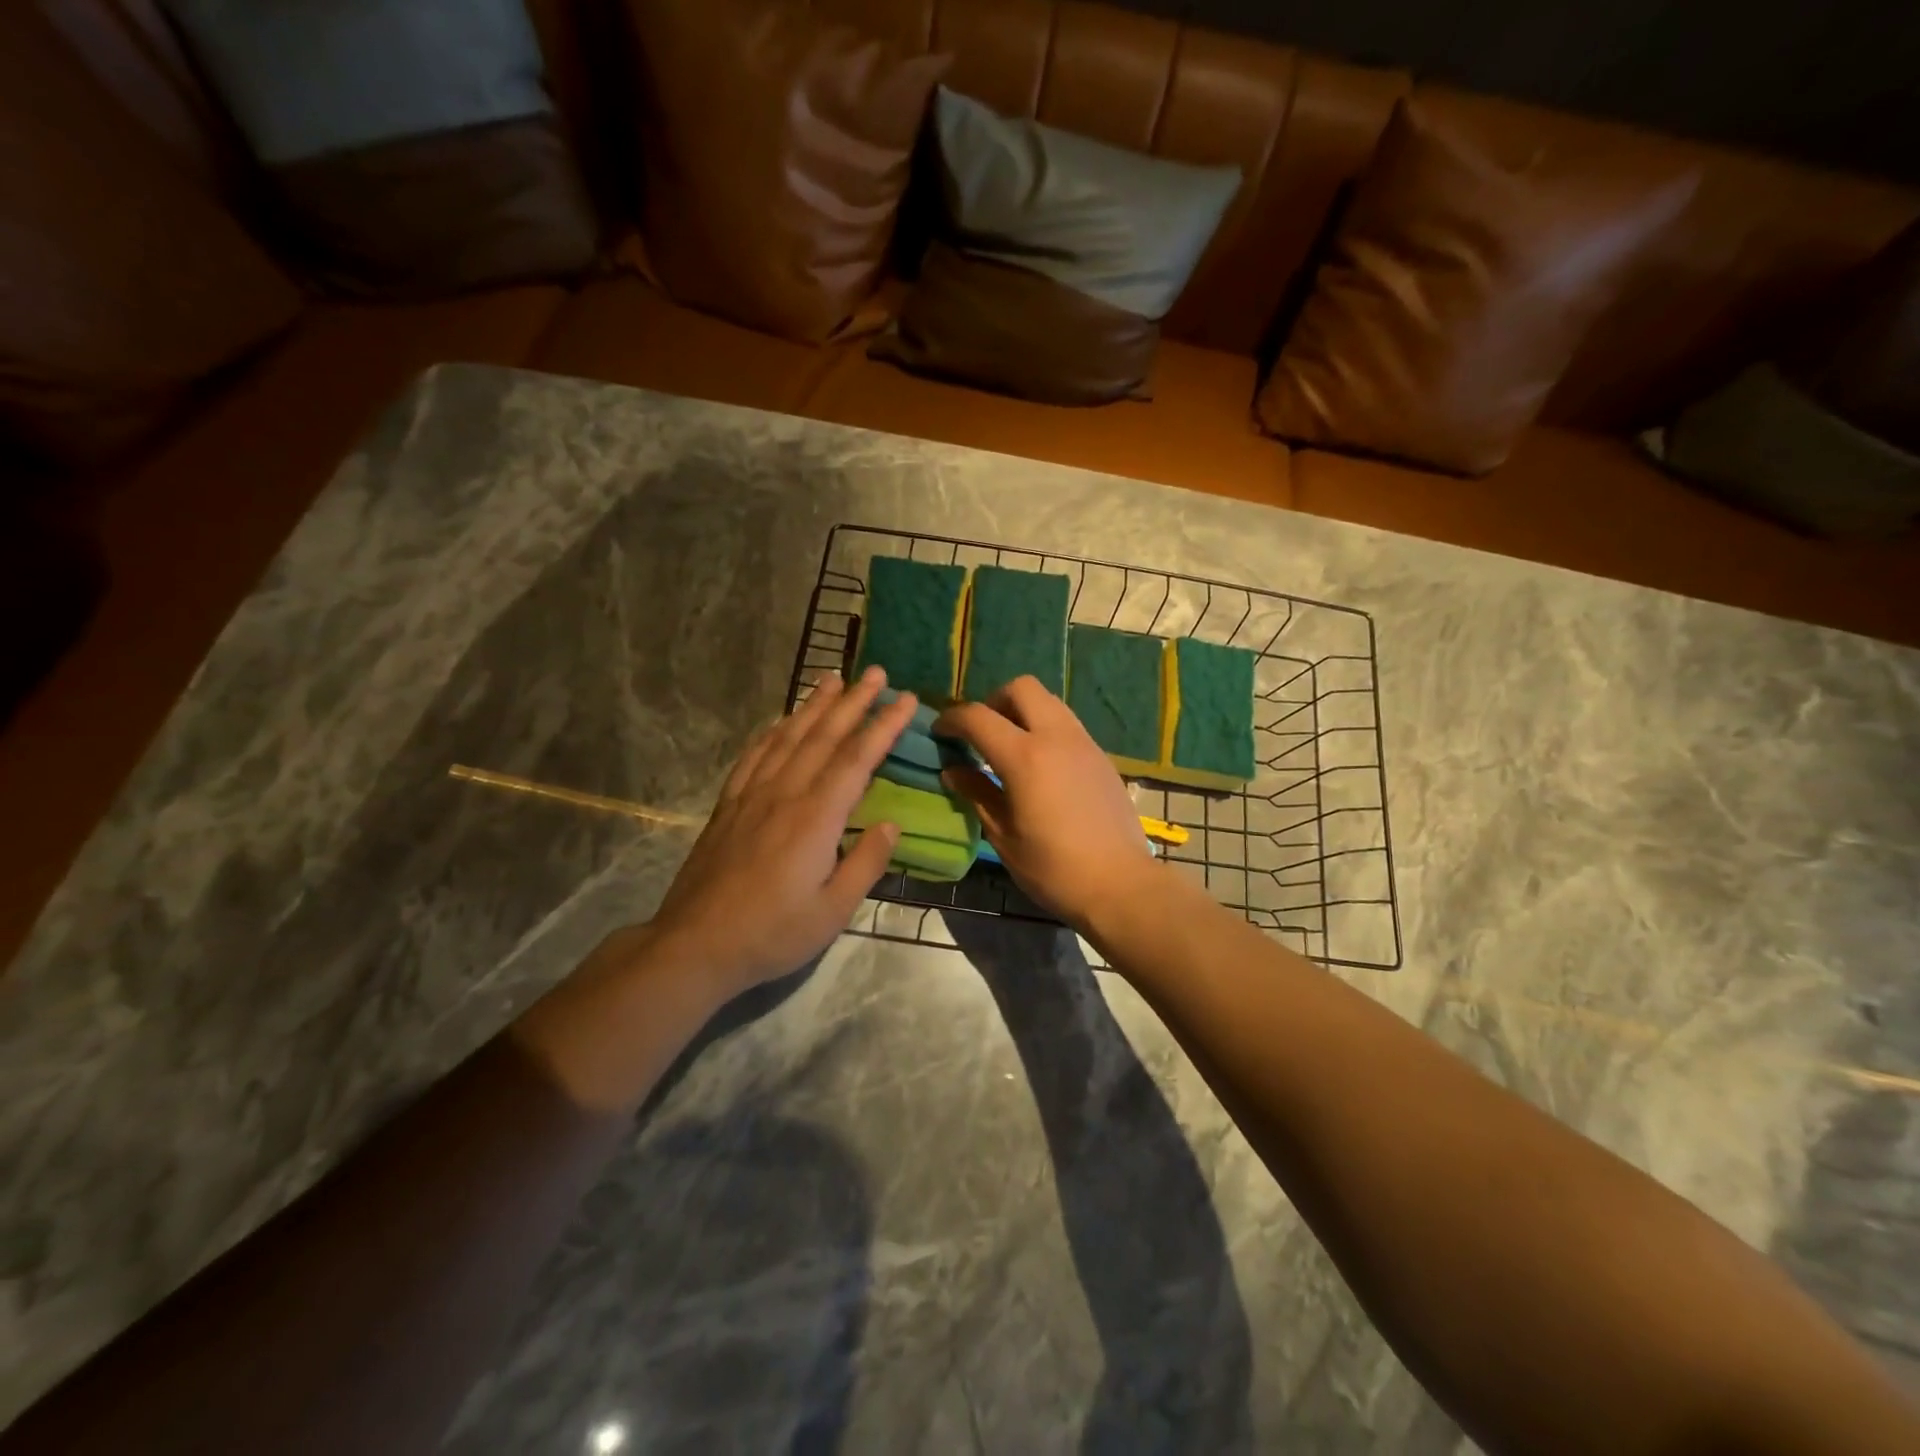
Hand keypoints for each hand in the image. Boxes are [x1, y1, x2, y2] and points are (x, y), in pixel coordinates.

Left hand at [643, 666, 914, 995]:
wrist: (695, 945)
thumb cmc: (772, 933)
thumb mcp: (833, 911)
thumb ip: (865, 863)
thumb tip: (891, 823)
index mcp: (816, 818)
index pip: (857, 759)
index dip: (884, 726)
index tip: (907, 699)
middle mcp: (785, 793)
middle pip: (824, 736)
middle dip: (854, 701)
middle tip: (876, 672)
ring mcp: (752, 795)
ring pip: (788, 736)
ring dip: (814, 705)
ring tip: (833, 678)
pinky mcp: (729, 805)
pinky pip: (754, 755)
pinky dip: (772, 731)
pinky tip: (780, 720)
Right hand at [934, 676, 1157, 928]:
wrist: (1121, 884)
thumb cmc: (1054, 869)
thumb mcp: (1004, 836)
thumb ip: (977, 794)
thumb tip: (953, 770)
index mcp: (1025, 757)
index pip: (978, 717)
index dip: (951, 719)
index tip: (939, 733)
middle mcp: (1056, 737)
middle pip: (1021, 688)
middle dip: (992, 701)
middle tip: (980, 734)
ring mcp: (1084, 743)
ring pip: (1049, 701)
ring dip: (1022, 711)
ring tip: (1009, 746)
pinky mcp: (1101, 756)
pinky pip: (1067, 724)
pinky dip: (1045, 729)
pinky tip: (1040, 765)